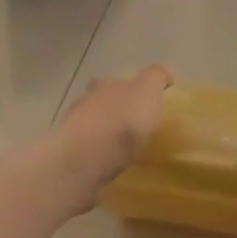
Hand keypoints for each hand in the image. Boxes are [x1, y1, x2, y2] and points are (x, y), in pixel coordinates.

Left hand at [57, 65, 174, 197]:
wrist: (86, 160)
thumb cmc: (122, 121)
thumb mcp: (148, 90)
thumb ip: (157, 77)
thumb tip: (166, 73)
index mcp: (105, 85)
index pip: (117, 81)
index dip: (131, 88)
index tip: (144, 102)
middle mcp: (85, 102)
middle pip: (101, 102)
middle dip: (115, 111)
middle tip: (135, 126)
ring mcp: (73, 130)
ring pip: (92, 127)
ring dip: (105, 134)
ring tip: (124, 150)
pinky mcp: (70, 157)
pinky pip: (88, 152)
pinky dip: (98, 155)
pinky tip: (110, 165)